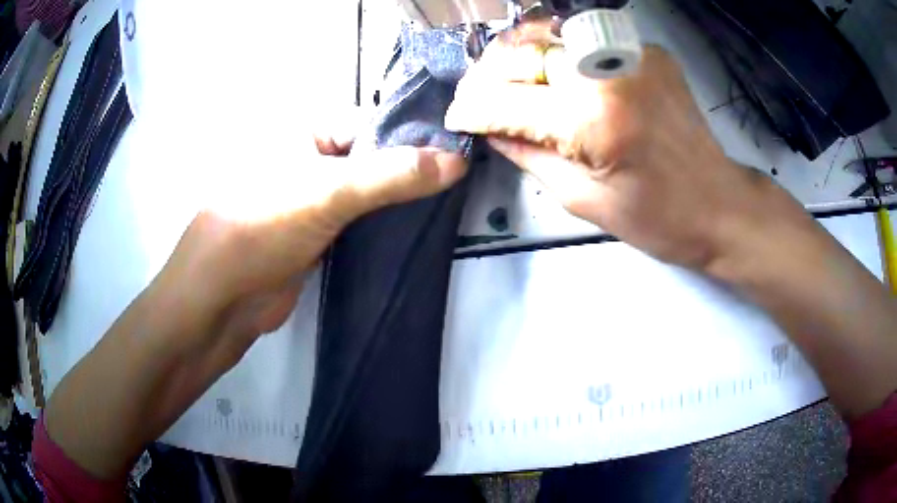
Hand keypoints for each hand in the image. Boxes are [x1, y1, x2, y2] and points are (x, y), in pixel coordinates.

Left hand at [43, 110, 466, 478]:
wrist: (222, 300)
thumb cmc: (261, 227)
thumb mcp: (327, 192)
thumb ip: (392, 175)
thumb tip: (458, 161)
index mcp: (304, 131)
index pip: (374, 123)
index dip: (415, 136)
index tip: (460, 154)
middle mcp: (310, 157)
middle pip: (374, 157)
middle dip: (412, 171)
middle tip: (462, 182)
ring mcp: (315, 198)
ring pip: (370, 191)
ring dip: (402, 200)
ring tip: (450, 203)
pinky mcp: (320, 233)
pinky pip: (362, 221)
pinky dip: (387, 225)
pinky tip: (420, 228)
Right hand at [445, 23, 801, 270]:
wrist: (718, 204)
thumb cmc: (658, 218)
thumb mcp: (582, 200)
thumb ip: (529, 155)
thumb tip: (490, 129)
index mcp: (593, 121)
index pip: (506, 101)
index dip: (473, 108)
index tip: (458, 116)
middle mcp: (608, 73)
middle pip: (521, 51)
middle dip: (487, 74)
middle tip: (477, 96)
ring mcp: (631, 55)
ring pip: (548, 34)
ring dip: (517, 55)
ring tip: (507, 82)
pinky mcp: (647, 51)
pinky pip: (583, 40)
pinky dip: (556, 52)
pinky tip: (550, 73)